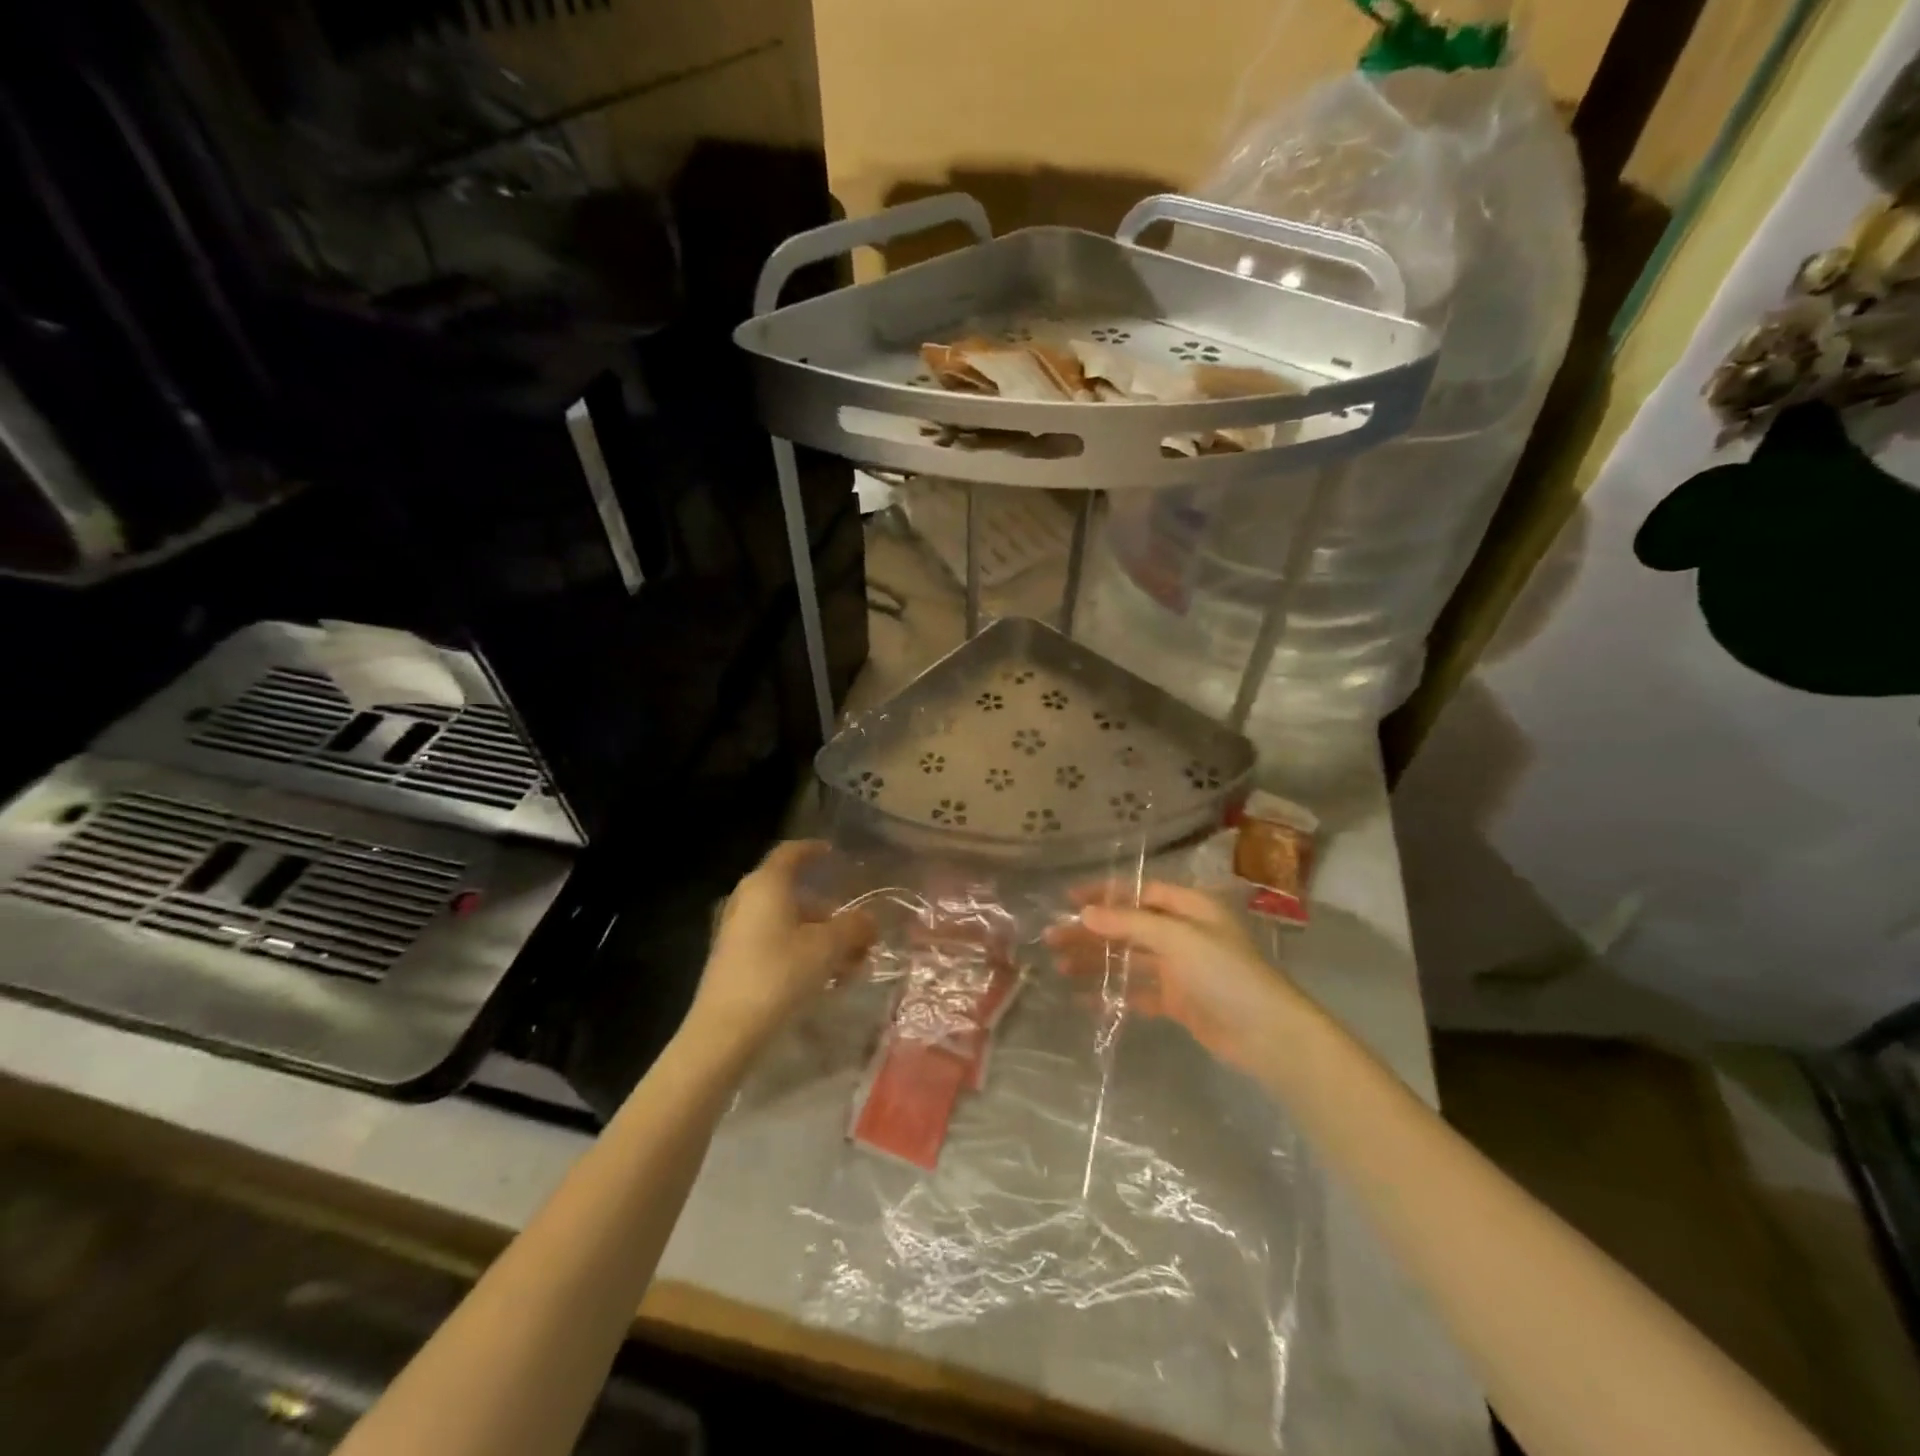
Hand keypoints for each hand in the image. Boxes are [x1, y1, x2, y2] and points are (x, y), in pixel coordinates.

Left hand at [689, 841, 875, 1047]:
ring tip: (849, 965)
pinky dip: (800, 952)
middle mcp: (748, 900)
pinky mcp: (733, 961)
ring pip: (786, 923)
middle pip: (793, 894)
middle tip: (856, 930)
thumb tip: (869, 920)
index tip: (833, 853)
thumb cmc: (778, 975)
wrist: (724, 1032)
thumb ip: (853, 928)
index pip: (790, 853)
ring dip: (819, 938)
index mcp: (766, 885)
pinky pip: (774, 944)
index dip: (813, 850)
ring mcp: (737, 932)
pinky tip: (824, 980)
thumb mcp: (827, 948)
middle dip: (828, 911)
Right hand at [1045, 882, 1300, 1074]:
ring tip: (1060, 967)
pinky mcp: (1179, 1001)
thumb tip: (1085, 912)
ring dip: (1097, 961)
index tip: (1067, 900)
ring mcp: (1180, 968)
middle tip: (1052, 939)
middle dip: (1092, 932)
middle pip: (1128, 926)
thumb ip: (1130, 923)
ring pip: (1129, 959)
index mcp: (1189, 907)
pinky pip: (1138, 992)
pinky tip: (1084, 999)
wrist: (1269, 1035)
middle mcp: (1183, 933)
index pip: (1138, 892)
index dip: (1103, 894)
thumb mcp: (1177, 938)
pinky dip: (1113, 993)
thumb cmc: (1225, 974)